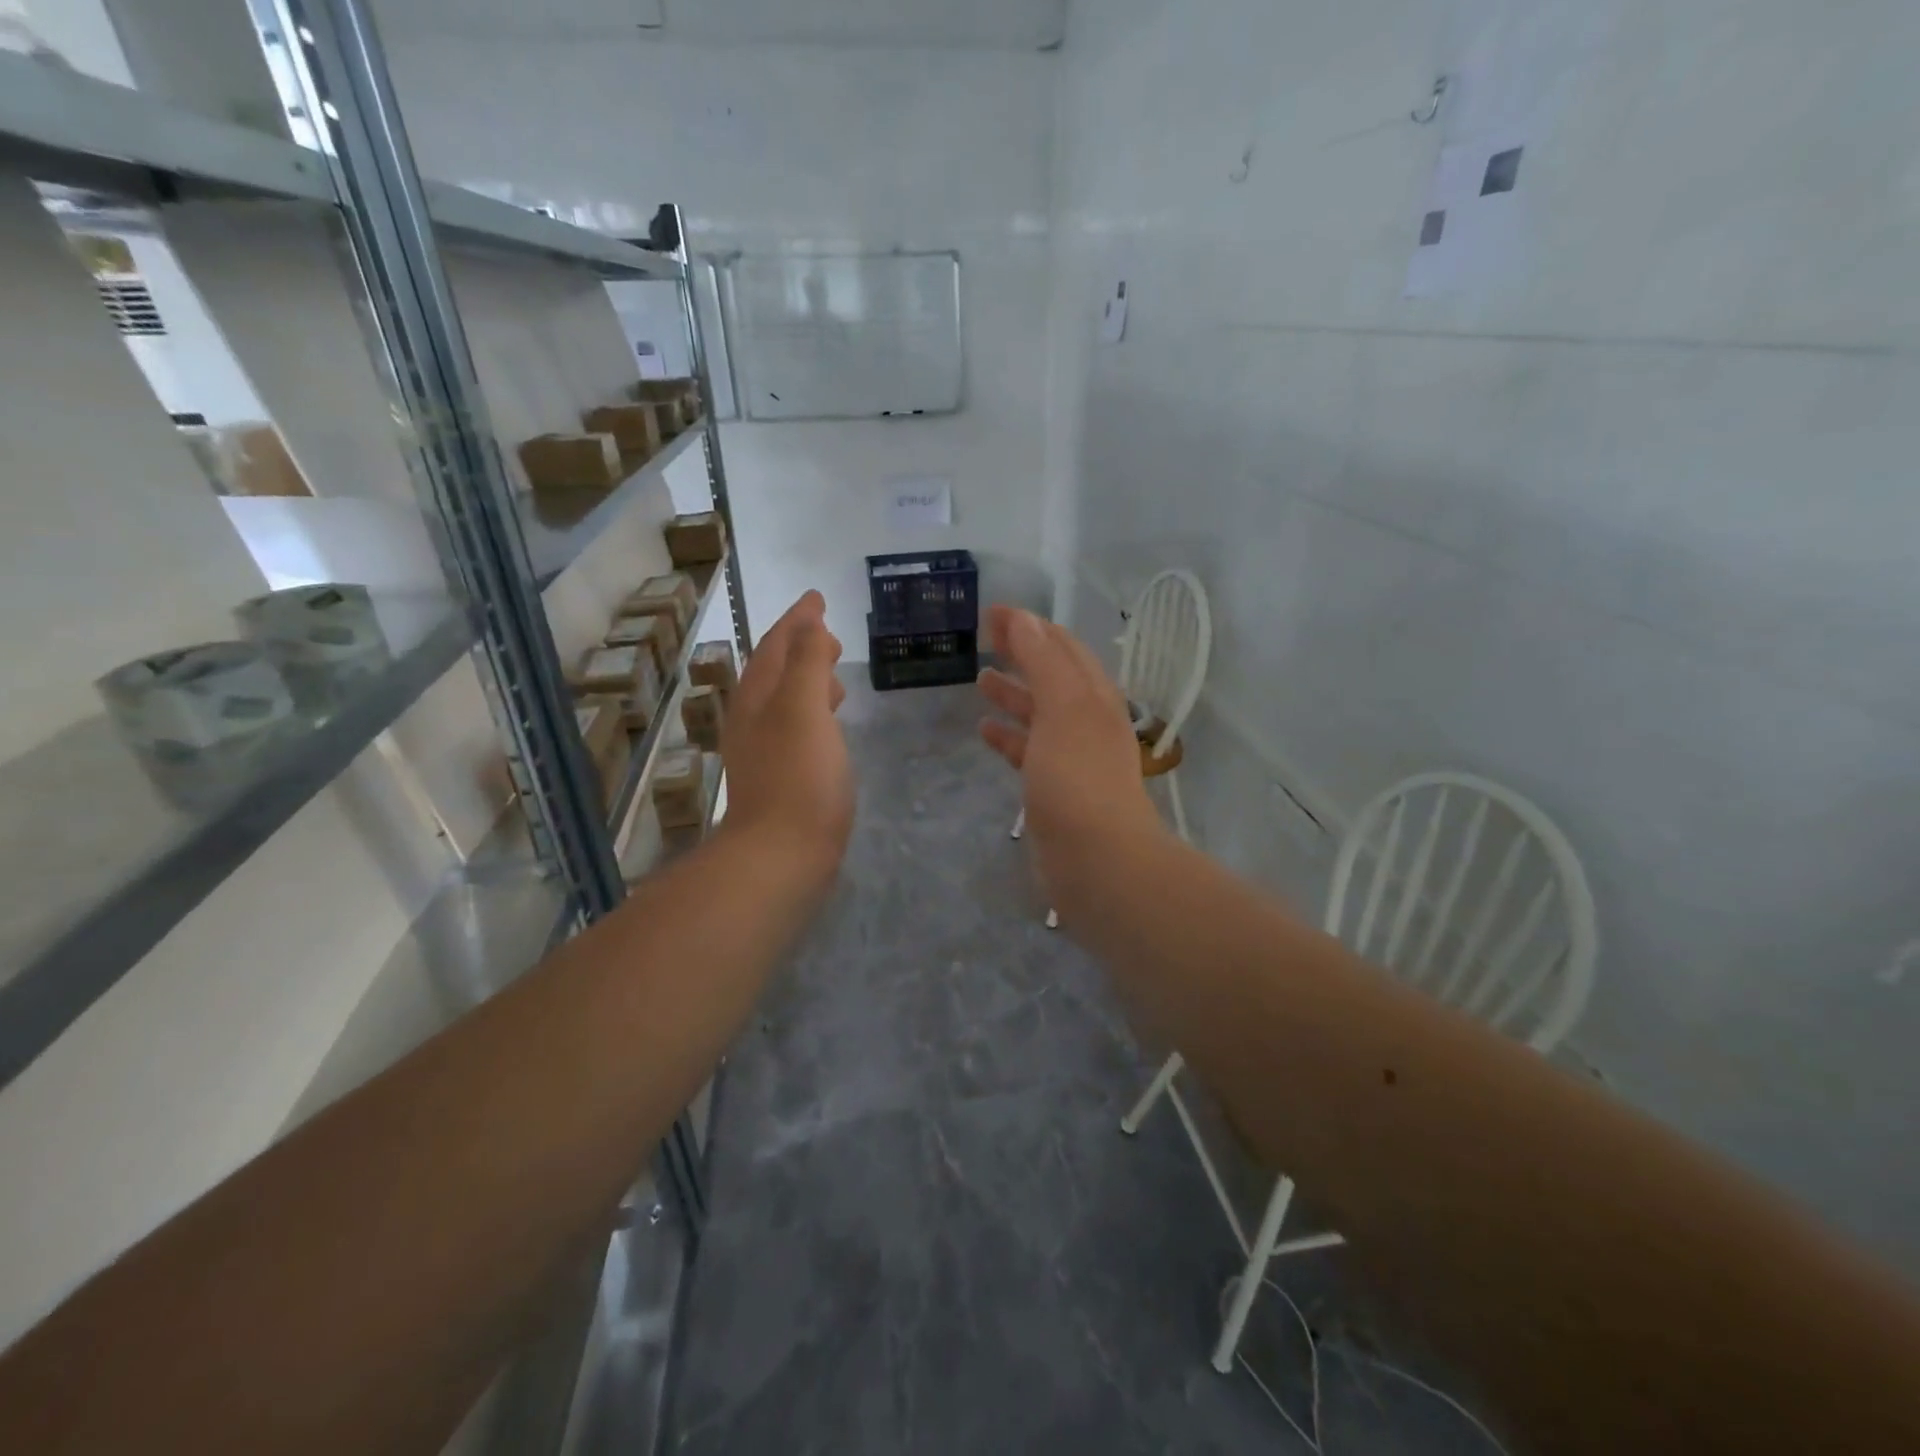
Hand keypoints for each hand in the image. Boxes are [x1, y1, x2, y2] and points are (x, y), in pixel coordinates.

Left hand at [721, 591, 852, 881]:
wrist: (782, 855)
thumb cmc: (799, 777)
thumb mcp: (804, 708)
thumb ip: (807, 662)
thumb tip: (809, 623)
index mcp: (757, 697)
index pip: (777, 644)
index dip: (798, 619)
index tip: (818, 598)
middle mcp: (753, 719)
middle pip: (776, 670)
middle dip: (801, 647)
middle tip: (830, 635)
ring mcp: (763, 750)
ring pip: (784, 700)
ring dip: (807, 680)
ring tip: (834, 675)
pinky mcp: (779, 777)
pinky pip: (794, 727)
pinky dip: (812, 712)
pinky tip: (828, 726)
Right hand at [977, 606, 1165, 910]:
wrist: (1097, 860)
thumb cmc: (1079, 776)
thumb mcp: (1062, 707)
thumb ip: (1042, 661)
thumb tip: (1022, 617)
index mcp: (1094, 696)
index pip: (1062, 646)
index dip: (1030, 626)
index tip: (992, 612)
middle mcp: (1087, 720)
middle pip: (1051, 676)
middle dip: (1022, 653)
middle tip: (984, 637)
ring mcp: (1071, 756)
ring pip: (1039, 713)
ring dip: (1013, 693)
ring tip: (980, 678)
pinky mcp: (1053, 789)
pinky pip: (1028, 750)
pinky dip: (1008, 736)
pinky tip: (984, 730)